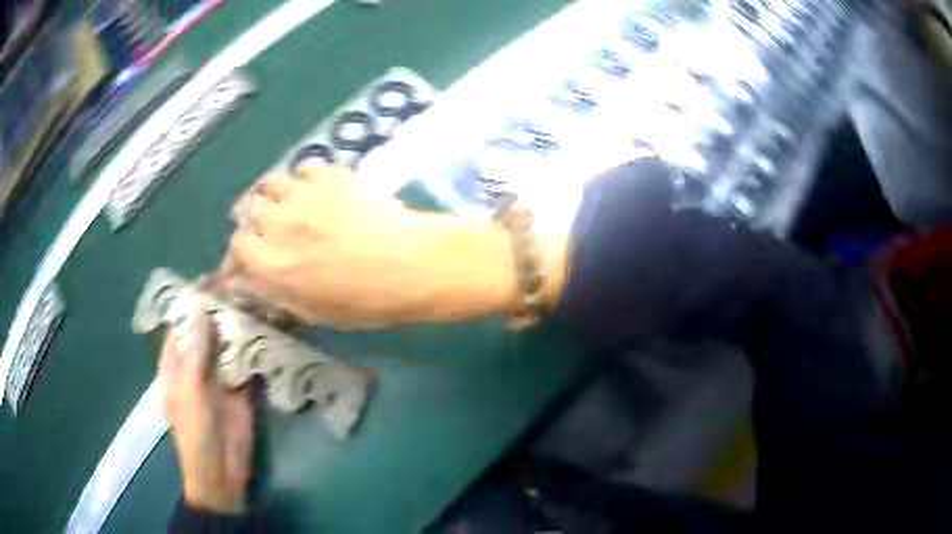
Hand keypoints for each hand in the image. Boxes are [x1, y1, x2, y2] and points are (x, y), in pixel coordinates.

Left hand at [158, 304, 253, 513]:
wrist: (221, 473)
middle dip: (221, 307)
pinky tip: (269, 328)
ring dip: (240, 324)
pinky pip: (247, 361)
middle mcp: (196, 363)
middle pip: (207, 328)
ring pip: (228, 342)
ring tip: (258, 298)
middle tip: (243, 283)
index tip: (213, 278)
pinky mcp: (241, 387)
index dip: (194, 299)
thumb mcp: (189, 394)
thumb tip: (200, 309)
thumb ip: (194, 354)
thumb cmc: (195, 435)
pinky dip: (255, 346)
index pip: (181, 322)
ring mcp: (219, 374)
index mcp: (175, 362)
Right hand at [216, 167, 562, 328]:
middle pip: (248, 211)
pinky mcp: (332, 175)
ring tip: (284, 206)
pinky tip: (313, 192)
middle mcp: (279, 224)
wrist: (415, 264)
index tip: (248, 261)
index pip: (237, 248)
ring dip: (271, 195)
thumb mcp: (317, 312)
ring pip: (270, 183)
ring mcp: (305, 195)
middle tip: (266, 232)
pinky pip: (303, 169)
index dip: (240, 255)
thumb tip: (256, 282)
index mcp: (272, 265)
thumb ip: (278, 293)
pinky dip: (301, 180)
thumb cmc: (369, 301)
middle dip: (252, 223)